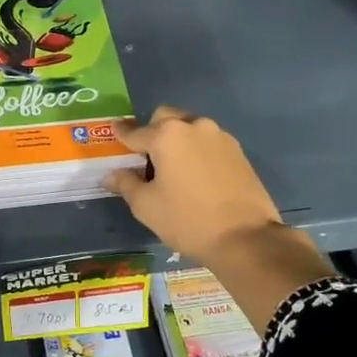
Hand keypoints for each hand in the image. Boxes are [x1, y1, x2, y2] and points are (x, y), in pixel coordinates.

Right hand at [103, 107, 284, 263]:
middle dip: (153, 131)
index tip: (114, 131)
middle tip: (146, 156)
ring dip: (178, 140)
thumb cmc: (187, 220)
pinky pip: (209, 142)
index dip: (121, 134)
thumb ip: (126, 183)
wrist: (245, 238)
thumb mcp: (146, 206)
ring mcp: (220, 137)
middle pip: (166, 118)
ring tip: (174, 168)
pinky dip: (197, 151)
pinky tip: (196, 175)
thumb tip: (111, 174)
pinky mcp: (238, 151)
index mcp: (167, 135)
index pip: (135, 132)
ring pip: (190, 128)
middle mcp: (194, 126)